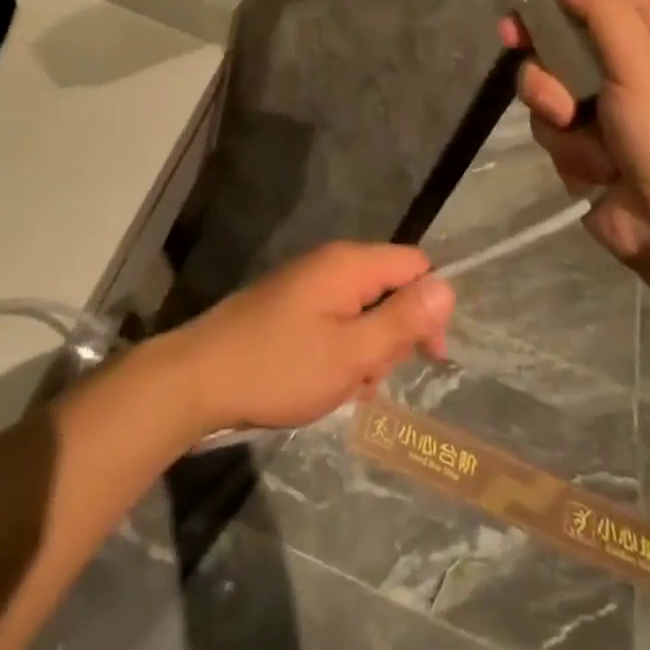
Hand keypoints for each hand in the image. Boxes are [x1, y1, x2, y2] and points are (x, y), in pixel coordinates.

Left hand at [167, 243, 454, 435]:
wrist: (201, 376)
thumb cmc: (280, 367)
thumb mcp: (351, 352)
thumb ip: (401, 320)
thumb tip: (448, 287)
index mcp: (349, 264)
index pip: (415, 263)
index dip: (430, 306)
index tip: (427, 355)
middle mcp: (332, 264)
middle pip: (390, 288)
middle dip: (393, 335)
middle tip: (369, 375)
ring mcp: (309, 284)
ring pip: (364, 311)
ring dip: (366, 351)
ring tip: (344, 385)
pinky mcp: (293, 306)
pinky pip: (337, 322)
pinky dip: (342, 352)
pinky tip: (326, 384)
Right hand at [500, 0, 649, 271]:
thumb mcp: (637, 62)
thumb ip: (598, 9)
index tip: (522, 1)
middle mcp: (630, 64)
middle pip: (562, 38)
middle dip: (544, 56)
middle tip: (514, 46)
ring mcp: (606, 106)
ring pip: (548, 83)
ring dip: (553, 106)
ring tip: (574, 127)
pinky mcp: (587, 142)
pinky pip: (552, 124)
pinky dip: (565, 143)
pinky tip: (590, 164)